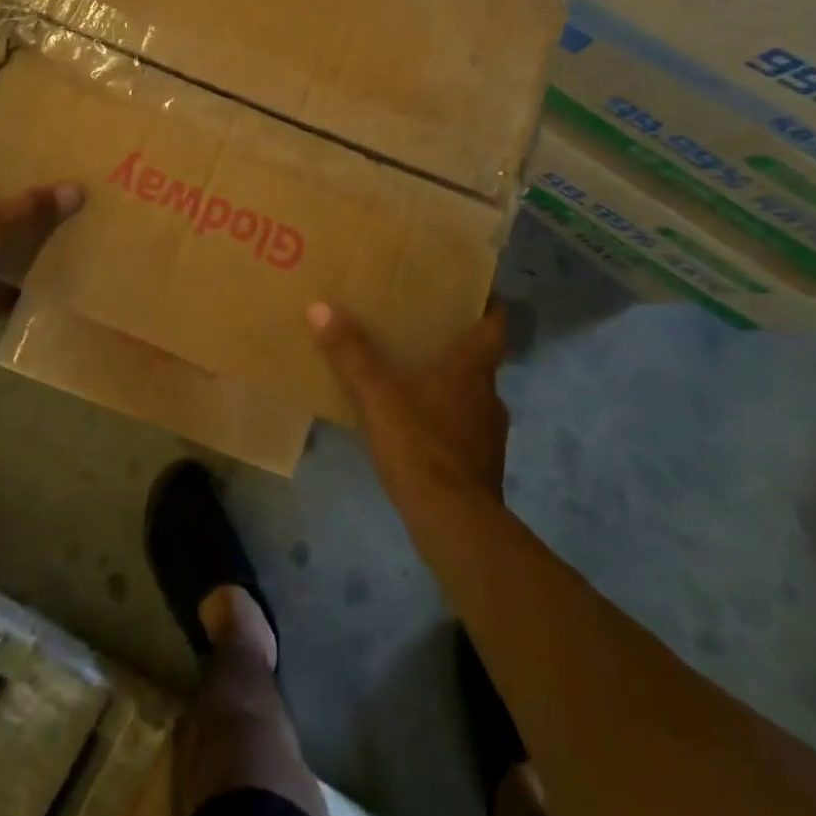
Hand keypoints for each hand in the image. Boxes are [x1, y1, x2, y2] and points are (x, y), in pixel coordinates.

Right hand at [307, 302, 509, 502]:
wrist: (454, 523)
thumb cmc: (420, 444)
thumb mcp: (376, 394)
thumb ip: (350, 352)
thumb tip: (320, 306)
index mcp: (472, 368)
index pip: (495, 325)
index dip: (488, 306)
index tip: (472, 292)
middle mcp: (488, 394)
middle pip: (481, 359)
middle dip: (457, 345)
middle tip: (424, 330)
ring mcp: (489, 433)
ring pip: (473, 395)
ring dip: (452, 384)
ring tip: (416, 377)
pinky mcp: (482, 465)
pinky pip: (465, 428)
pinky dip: (447, 420)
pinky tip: (419, 426)